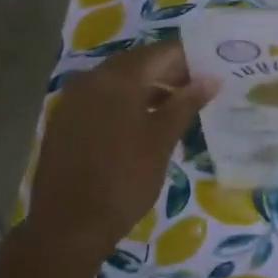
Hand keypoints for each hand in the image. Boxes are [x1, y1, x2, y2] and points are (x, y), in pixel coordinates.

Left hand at [27, 42, 217, 256]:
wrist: (69, 225)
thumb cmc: (124, 180)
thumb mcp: (162, 140)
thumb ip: (186, 104)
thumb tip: (212, 79)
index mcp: (118, 78)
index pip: (161, 52)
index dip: (190, 58)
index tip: (213, 70)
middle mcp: (91, 79)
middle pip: (138, 63)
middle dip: (169, 72)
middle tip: (199, 89)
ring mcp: (73, 99)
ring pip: (118, 81)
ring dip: (147, 88)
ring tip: (176, 107)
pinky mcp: (64, 121)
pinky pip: (100, 99)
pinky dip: (125, 103)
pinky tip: (142, 123)